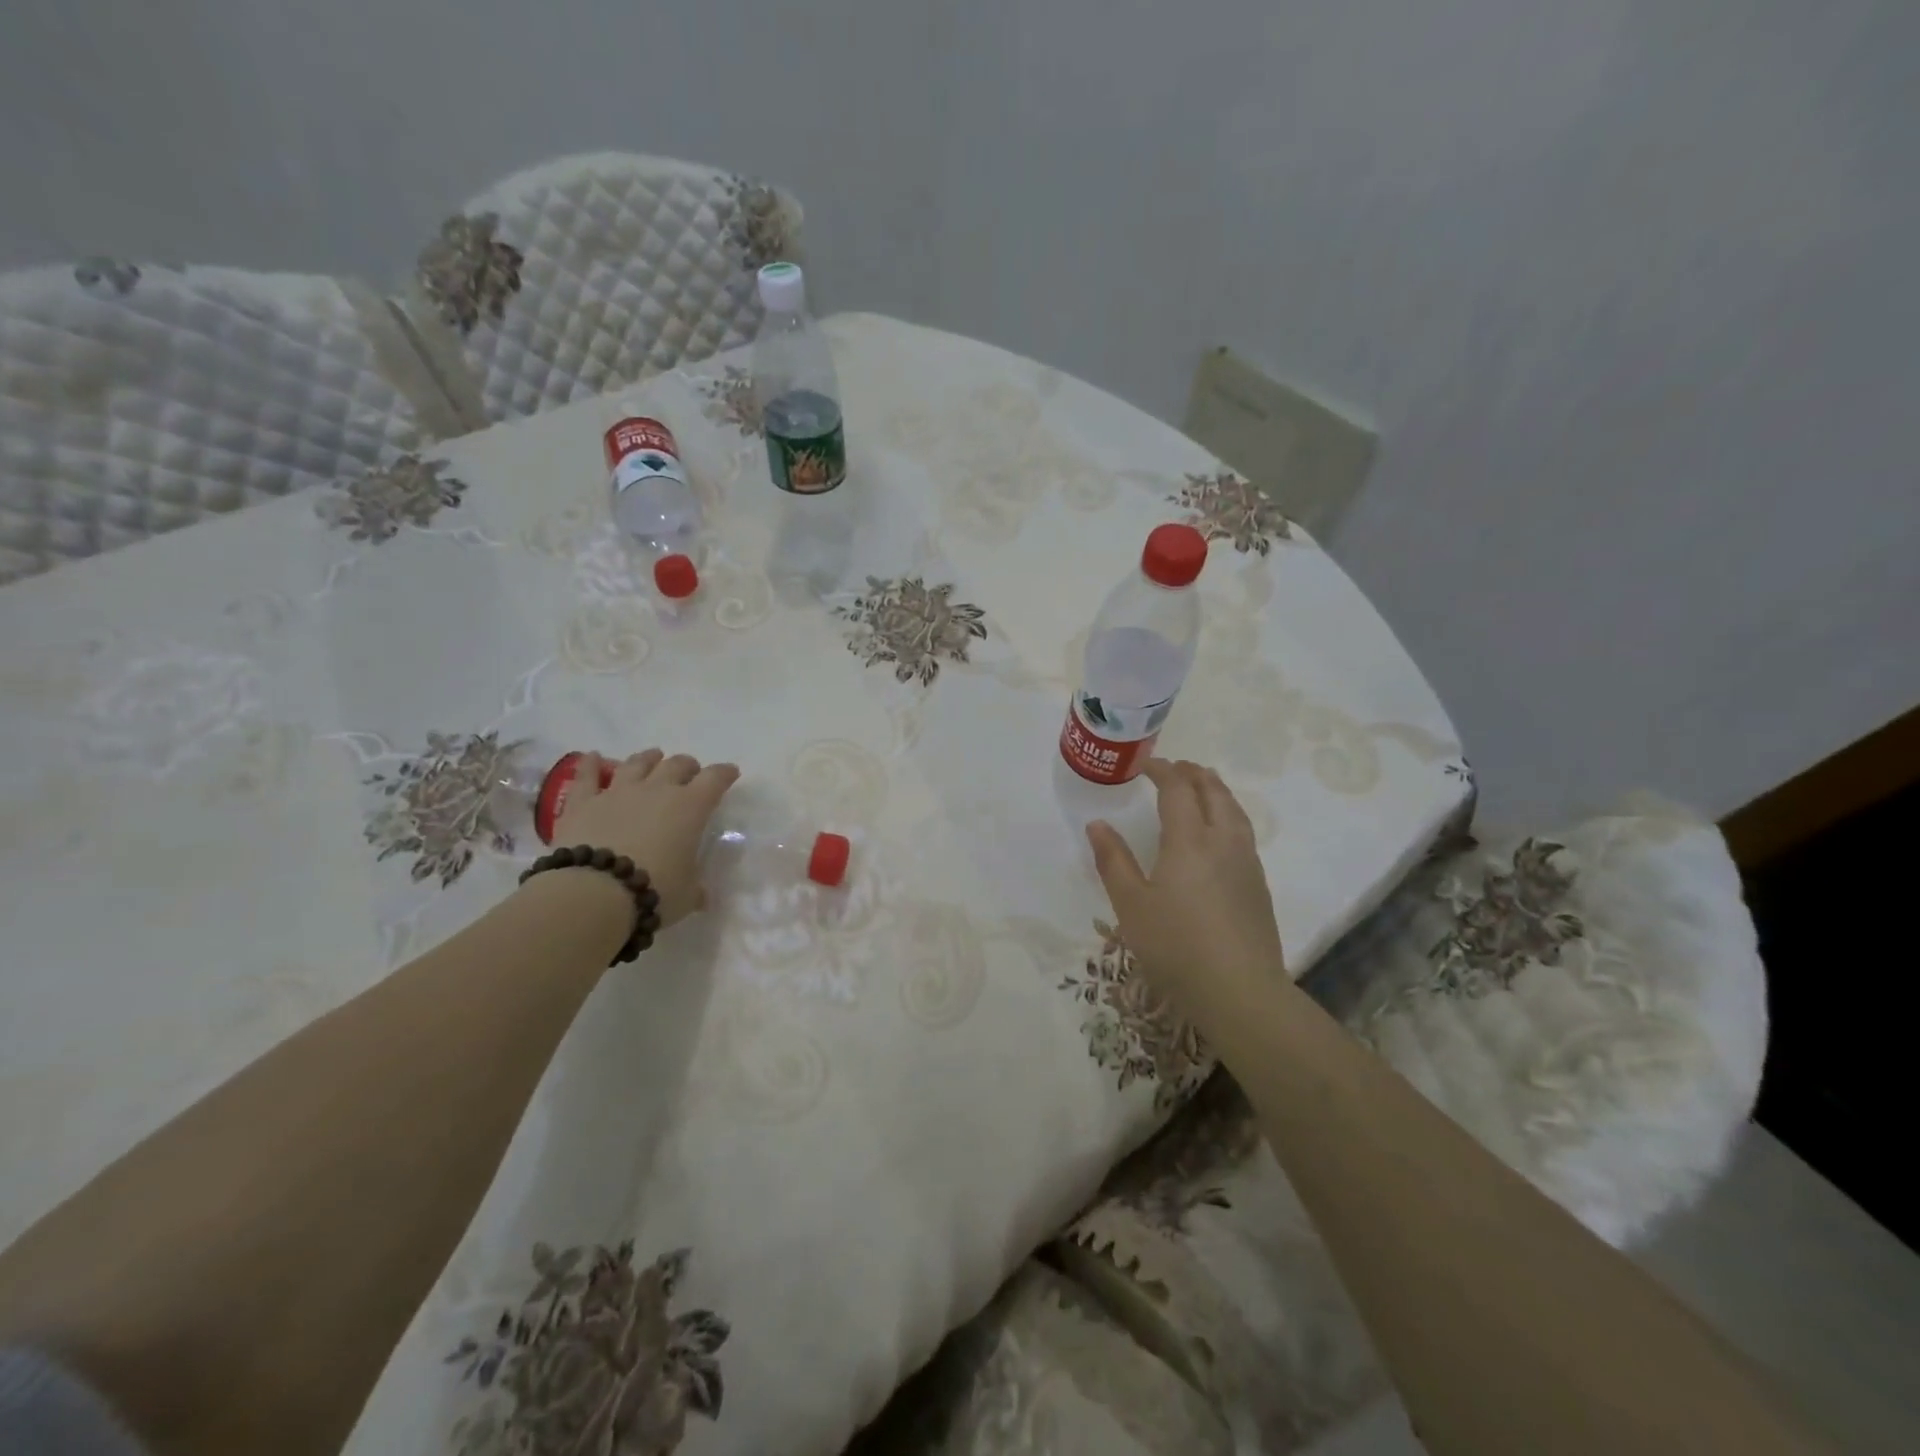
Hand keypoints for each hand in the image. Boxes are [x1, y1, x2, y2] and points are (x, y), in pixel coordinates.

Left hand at [550, 749, 739, 926]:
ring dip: (648, 759)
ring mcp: (617, 792)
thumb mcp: (686, 895)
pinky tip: (591, 756)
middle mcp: (657, 790)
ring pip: (636, 764)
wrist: (593, 894)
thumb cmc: (654, 891)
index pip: (715, 779)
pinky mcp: (582, 803)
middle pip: (677, 765)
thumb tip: (701, 896)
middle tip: (690, 772)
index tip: (730, 773)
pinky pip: (586, 776)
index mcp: (691, 807)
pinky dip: (589, 765)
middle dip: (687, 766)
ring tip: (653, 757)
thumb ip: (695, 888)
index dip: (724, 774)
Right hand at [1086, 758, 1286, 1012]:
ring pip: (1234, 810)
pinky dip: (1227, 814)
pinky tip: (1219, 832)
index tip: (1144, 765)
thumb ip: (1113, 861)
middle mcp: (1223, 841)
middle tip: (1174, 768)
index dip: (1162, 771)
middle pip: (1213, 792)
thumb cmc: (1176, 946)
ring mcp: (1246, 862)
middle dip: (1193, 773)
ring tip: (1201, 787)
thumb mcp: (1131, 905)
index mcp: (1189, 840)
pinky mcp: (1258, 884)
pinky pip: (1243, 831)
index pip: (1177, 789)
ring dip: (1215, 790)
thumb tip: (1098, 824)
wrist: (1241, 991)